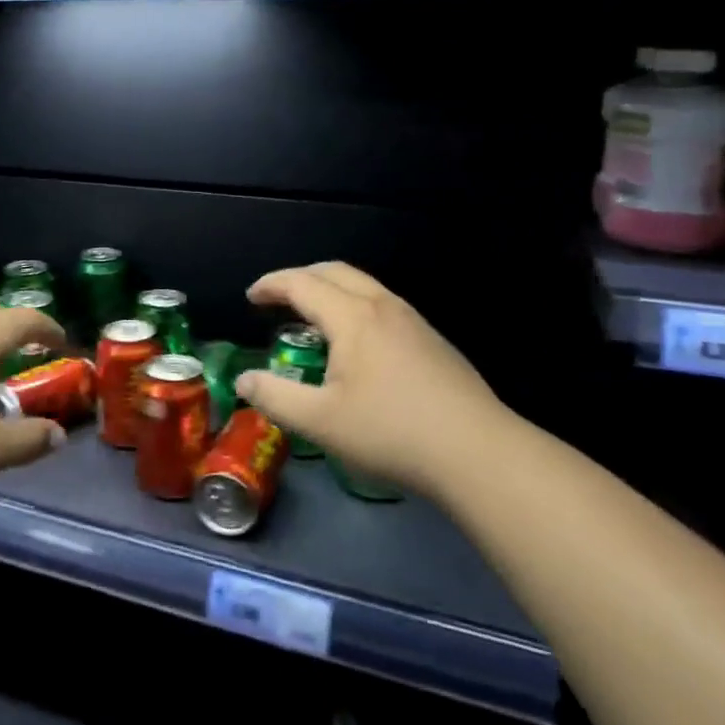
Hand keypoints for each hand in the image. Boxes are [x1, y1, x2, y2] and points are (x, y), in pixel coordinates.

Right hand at [236, 262, 509, 495]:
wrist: (479, 453)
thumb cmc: (392, 432)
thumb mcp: (321, 422)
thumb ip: (276, 397)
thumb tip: (245, 380)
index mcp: (353, 317)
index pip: (302, 284)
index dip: (272, 285)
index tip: (250, 298)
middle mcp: (384, 307)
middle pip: (335, 272)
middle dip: (300, 278)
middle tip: (277, 299)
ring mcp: (414, 321)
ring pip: (364, 286)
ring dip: (330, 290)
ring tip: (312, 318)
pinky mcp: (433, 341)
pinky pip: (383, 305)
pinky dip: (354, 306)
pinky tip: (356, 345)